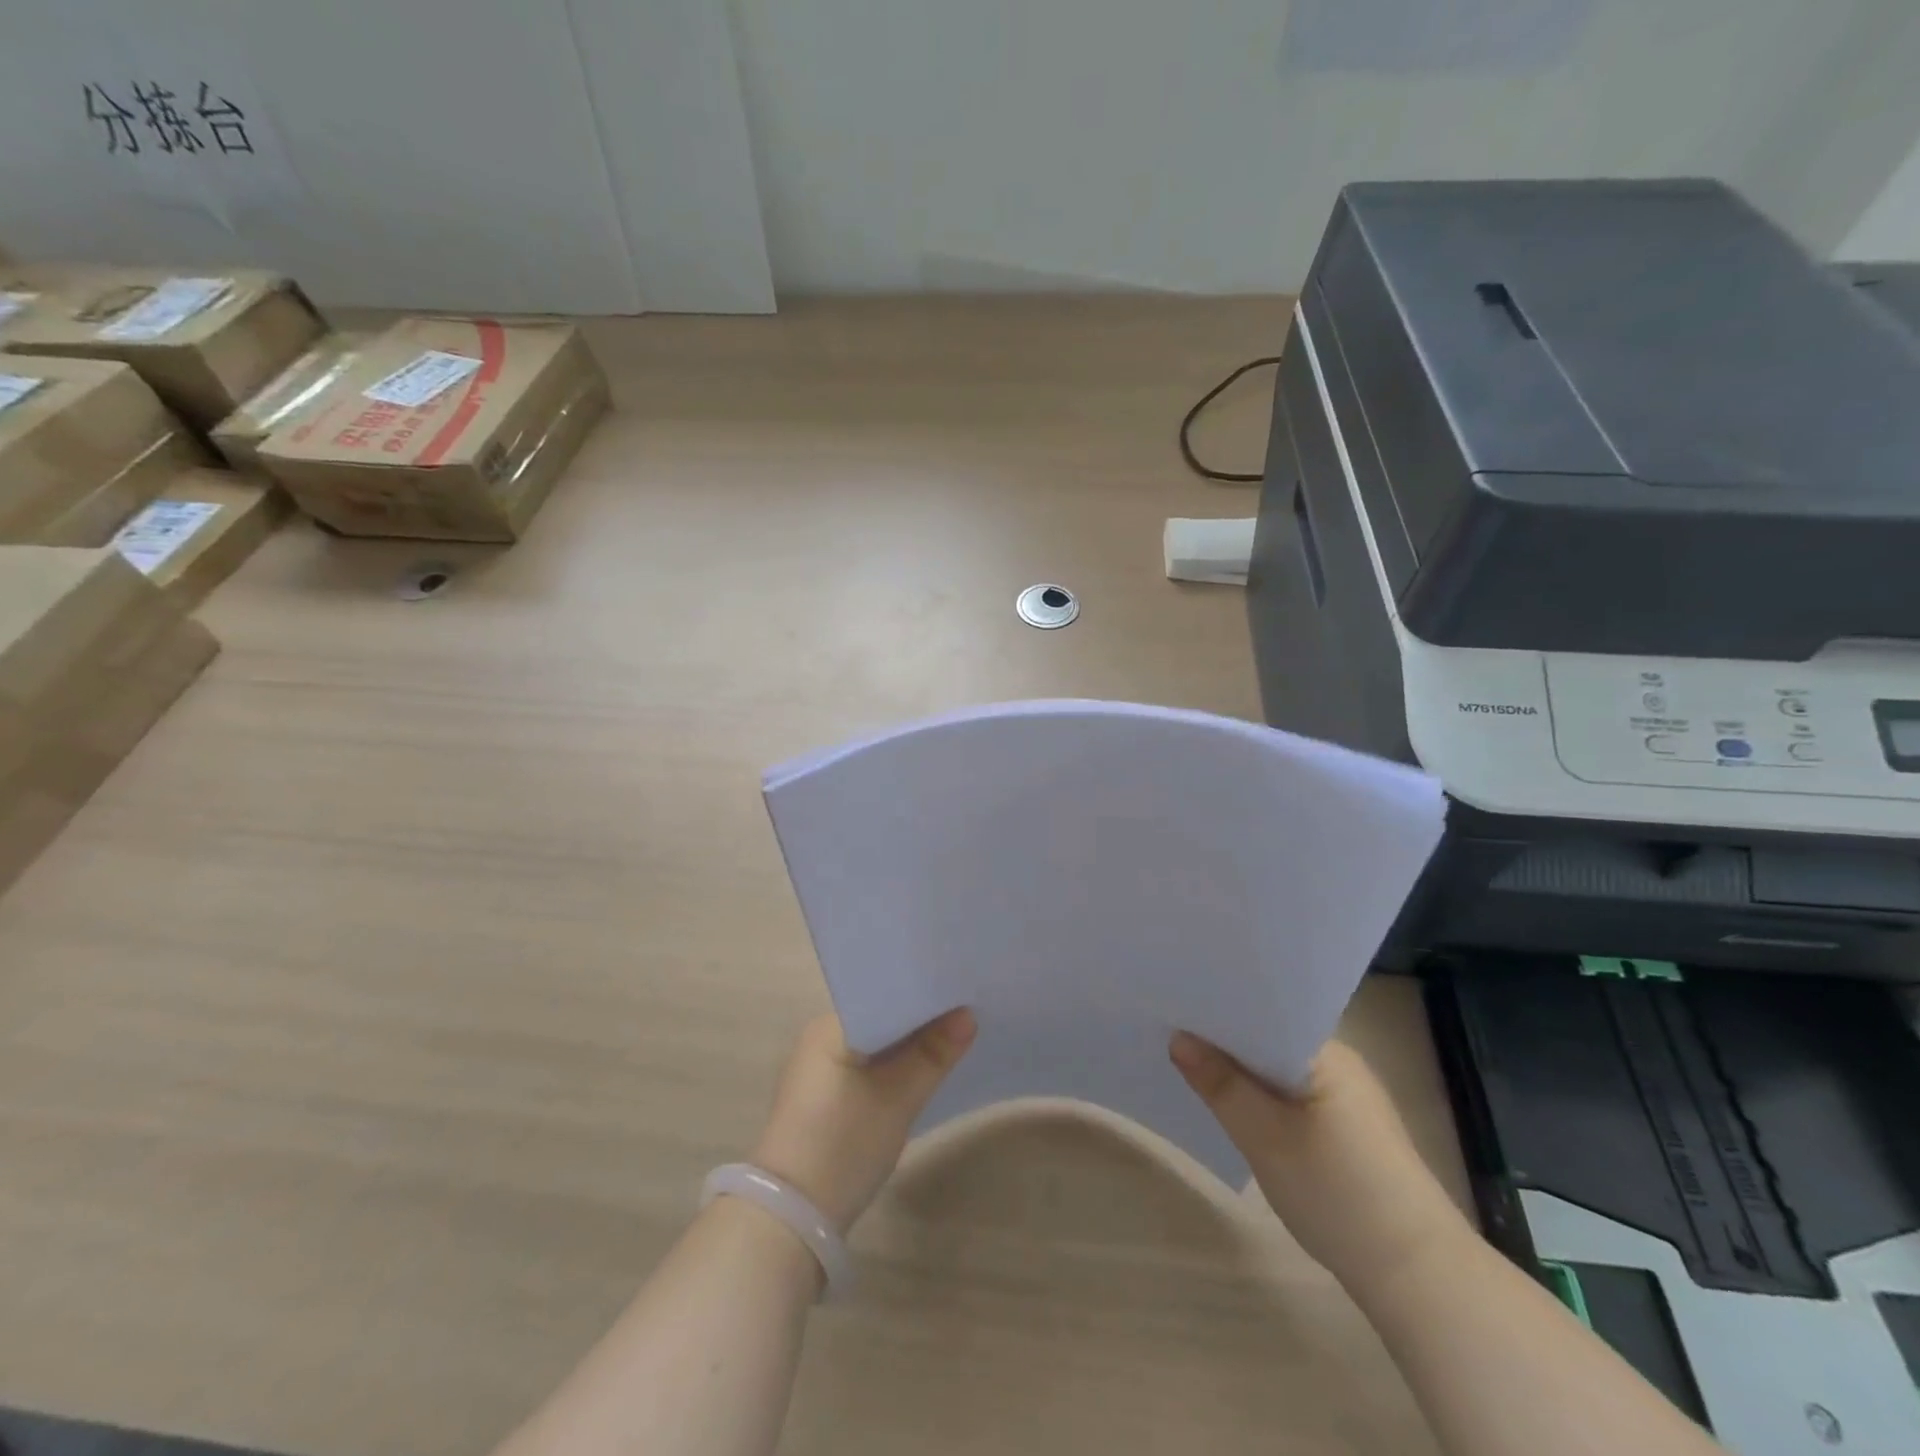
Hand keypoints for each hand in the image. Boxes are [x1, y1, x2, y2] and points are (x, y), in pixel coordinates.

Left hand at [750, 1009, 976, 1231]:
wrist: (792, 1218)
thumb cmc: (843, 1144)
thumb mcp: (898, 1098)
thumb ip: (933, 1053)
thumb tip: (968, 1014)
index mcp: (830, 1025)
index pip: (884, 993)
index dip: (923, 993)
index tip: (961, 991)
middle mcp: (821, 1037)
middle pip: (882, 1016)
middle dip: (921, 1019)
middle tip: (967, 1011)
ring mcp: (820, 1068)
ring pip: (877, 1043)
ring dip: (909, 1045)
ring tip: (953, 1036)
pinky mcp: (825, 1096)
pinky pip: (868, 1065)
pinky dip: (894, 1066)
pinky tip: (922, 1071)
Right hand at [1170, 1033, 1468, 1287]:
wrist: (1418, 1278)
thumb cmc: (1338, 1194)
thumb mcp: (1265, 1137)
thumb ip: (1221, 1084)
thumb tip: (1177, 1037)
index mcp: (1326, 1053)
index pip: (1262, 1013)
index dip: (1217, 1010)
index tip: (1172, 1005)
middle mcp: (1339, 1064)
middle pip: (1267, 1039)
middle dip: (1222, 1041)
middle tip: (1167, 1032)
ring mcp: (1345, 1098)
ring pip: (1276, 1070)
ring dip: (1239, 1072)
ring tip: (1188, 1065)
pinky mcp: (1345, 1130)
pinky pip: (1289, 1096)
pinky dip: (1259, 1098)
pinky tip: (1231, 1108)